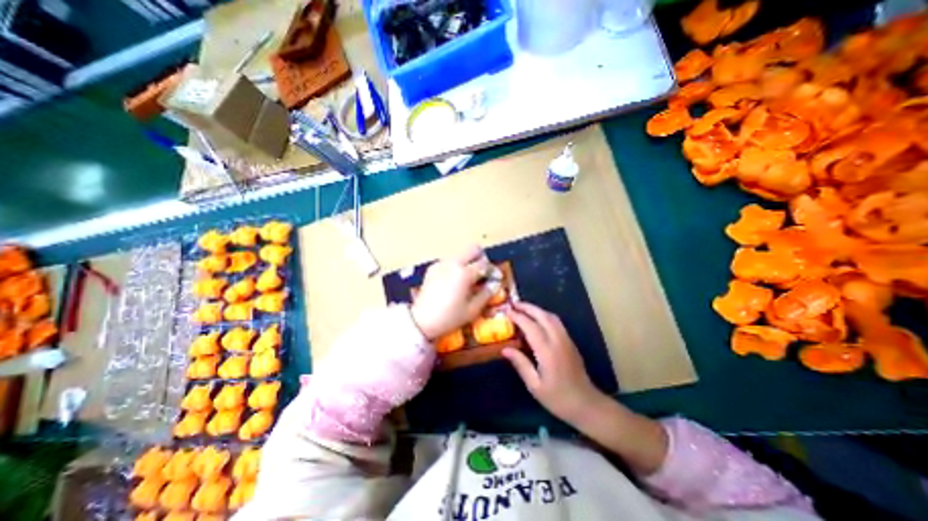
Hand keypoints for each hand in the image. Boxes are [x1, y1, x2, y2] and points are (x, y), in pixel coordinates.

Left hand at [410, 245, 499, 340]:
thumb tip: (494, 284)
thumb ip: (486, 293)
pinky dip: (456, 266)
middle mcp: (453, 263)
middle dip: (481, 258)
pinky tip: (455, 281)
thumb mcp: (472, 309)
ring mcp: (441, 264)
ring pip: (461, 254)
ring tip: (469, 279)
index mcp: (464, 273)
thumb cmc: (449, 317)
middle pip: (473, 249)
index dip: (492, 270)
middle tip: (483, 273)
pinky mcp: (433, 268)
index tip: (495, 278)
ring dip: (469, 261)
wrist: (421, 321)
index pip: (484, 264)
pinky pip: (449, 261)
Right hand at [500, 303, 610, 425]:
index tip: (507, 311)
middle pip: (543, 316)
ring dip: (537, 309)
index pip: (531, 327)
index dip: (518, 317)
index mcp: (548, 352)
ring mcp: (566, 340)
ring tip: (523, 308)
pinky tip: (537, 319)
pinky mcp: (570, 342)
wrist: (587, 405)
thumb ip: (521, 364)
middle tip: (514, 304)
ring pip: (551, 317)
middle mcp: (558, 341)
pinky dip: (545, 315)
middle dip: (528, 307)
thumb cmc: (558, 399)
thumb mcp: (535, 386)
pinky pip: (556, 322)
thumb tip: (504, 349)